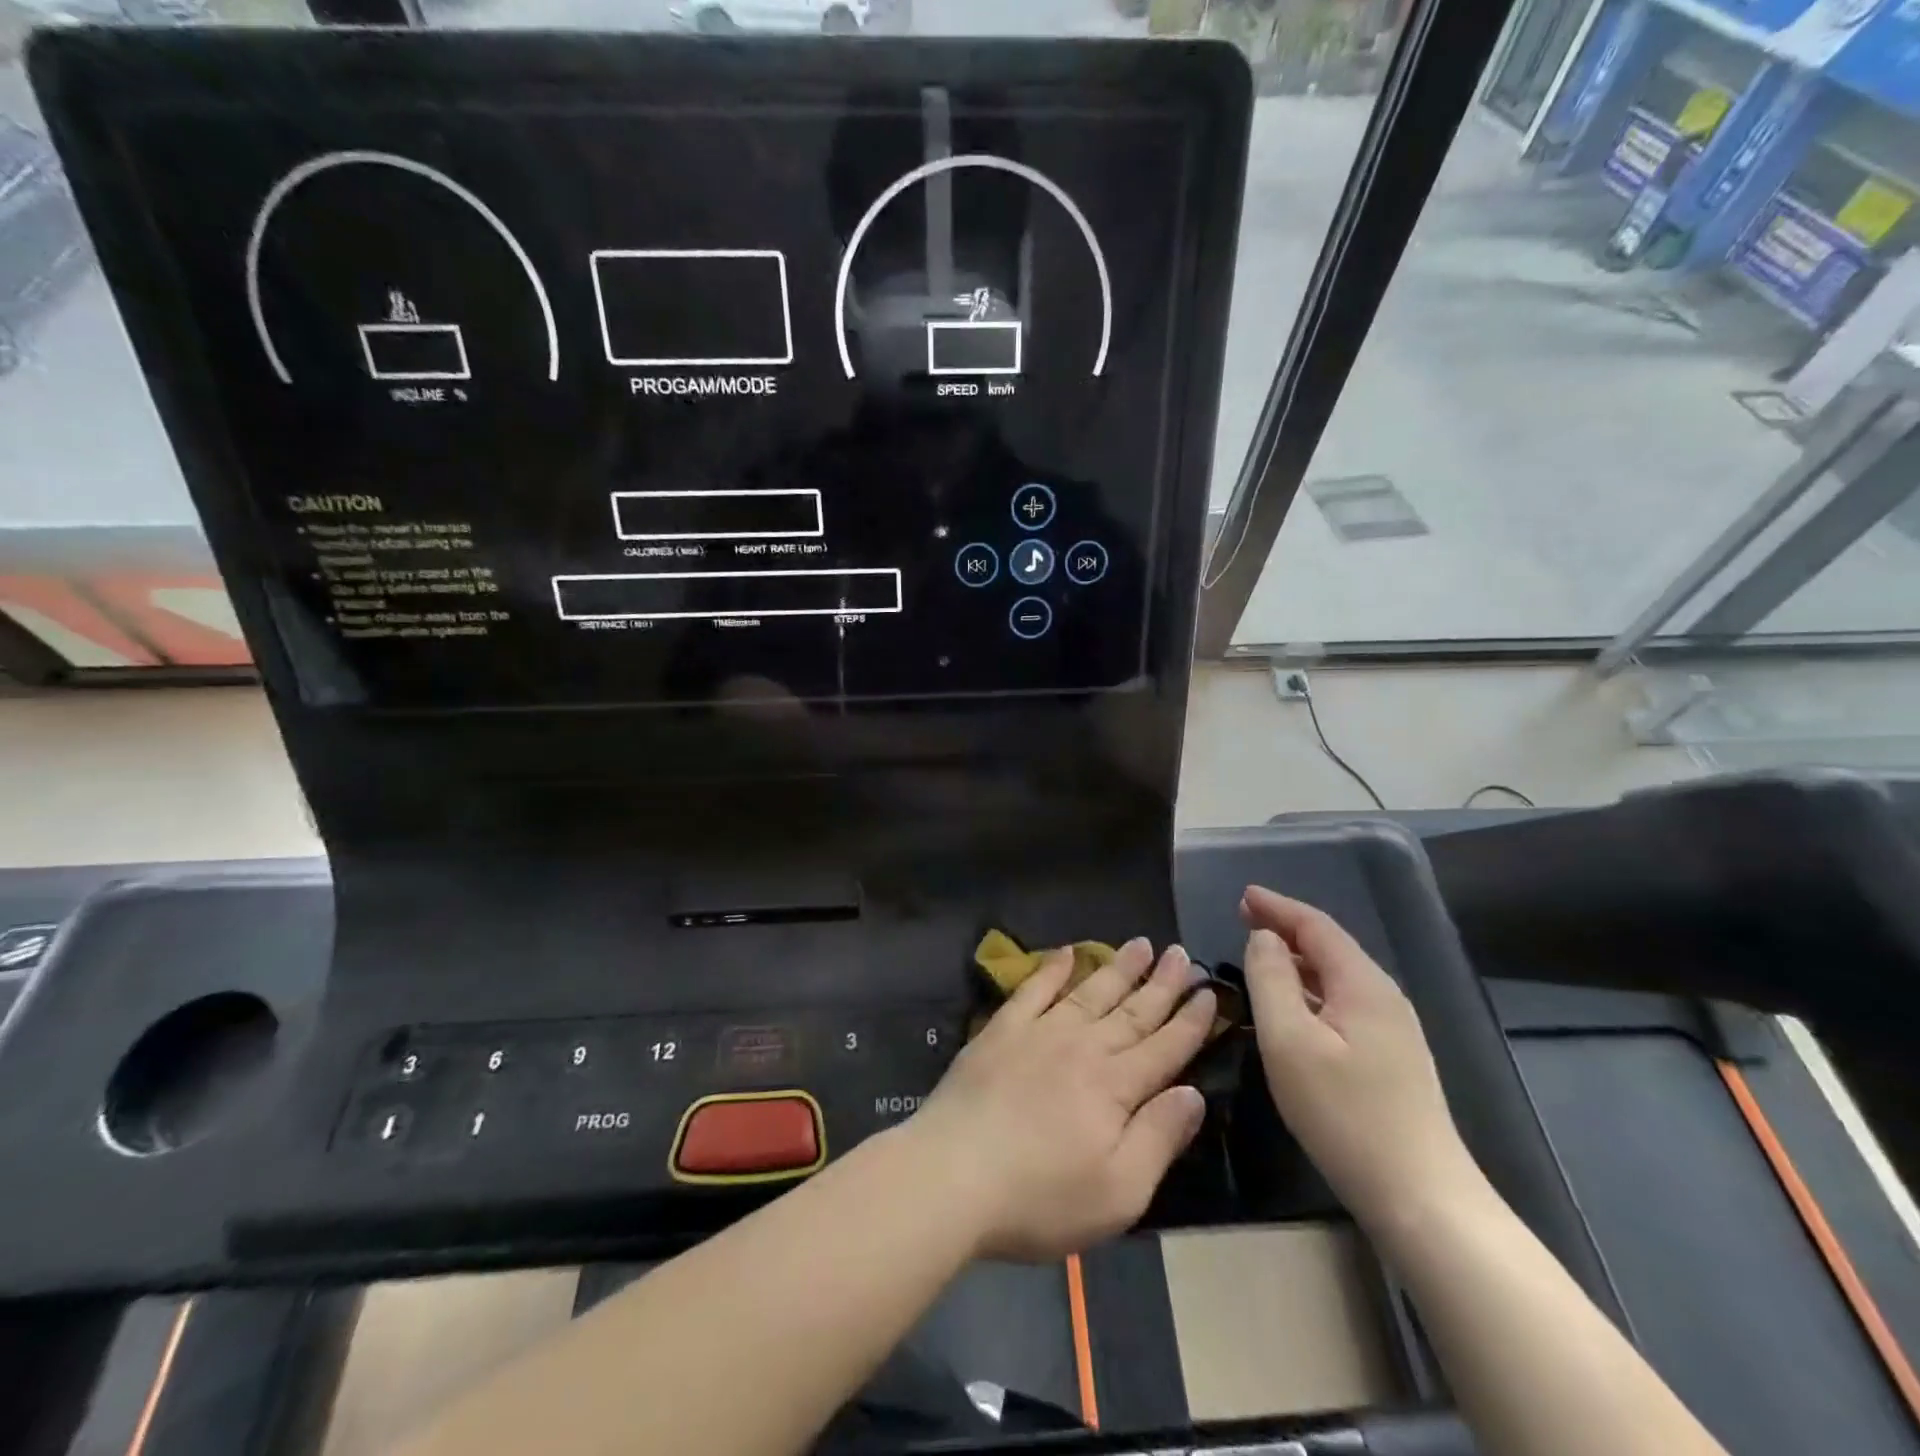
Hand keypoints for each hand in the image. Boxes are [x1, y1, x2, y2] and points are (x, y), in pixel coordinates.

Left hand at [905, 940, 1216, 1261]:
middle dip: (1161, 983)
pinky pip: (1033, 990)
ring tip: (1140, 944)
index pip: (1164, 1047)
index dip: (1190, 1021)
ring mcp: (1039, 1033)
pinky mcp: (1001, 1031)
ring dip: (1118, 968)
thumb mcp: (1119, 1192)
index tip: (1210, 993)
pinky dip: (1052, 969)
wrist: (953, 1174)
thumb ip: (1160, 1137)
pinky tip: (1066, 954)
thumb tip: (1194, 1093)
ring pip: (1089, 992)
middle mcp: (1083, 1047)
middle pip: (1132, 1011)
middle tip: (1181, 954)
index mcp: (1115, 1087)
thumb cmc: (1040, 1196)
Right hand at [1241, 886, 1481, 1234]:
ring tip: (1260, 956)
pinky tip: (1293, 1007)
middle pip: (1330, 947)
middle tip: (1244, 919)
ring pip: (1337, 977)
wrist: (1422, 1200)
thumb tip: (1263, 938)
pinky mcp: (1391, 1060)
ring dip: (1297, 960)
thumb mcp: (1289, 1041)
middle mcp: (1384, 997)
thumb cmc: (1346, 1114)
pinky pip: (1342, 1003)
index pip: (1316, 926)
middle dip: (1286, 928)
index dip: (1277, 906)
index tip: (1242, 896)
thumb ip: (1270, 980)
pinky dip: (1310, 989)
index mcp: (1363, 984)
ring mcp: (1393, 1031)